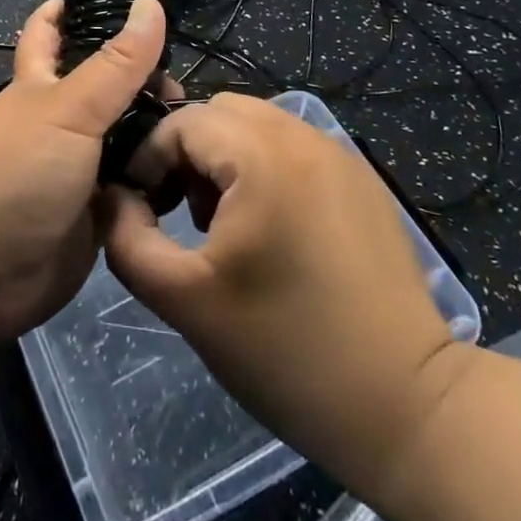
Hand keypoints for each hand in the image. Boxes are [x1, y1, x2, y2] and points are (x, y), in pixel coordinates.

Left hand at [0, 0, 166, 346]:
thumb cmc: (15, 175)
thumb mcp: (68, 110)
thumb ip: (115, 64)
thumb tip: (150, 3)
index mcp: (42, 82)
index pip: (52, 29)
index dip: (76, 6)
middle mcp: (63, 118)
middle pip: (108, 84)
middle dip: (144, 77)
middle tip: (187, 80)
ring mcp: (81, 165)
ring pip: (128, 134)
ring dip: (158, 129)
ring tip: (203, 124)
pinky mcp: (99, 208)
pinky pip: (137, 183)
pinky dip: (159, 176)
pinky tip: (194, 169)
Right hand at [97, 94, 469, 498]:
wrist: (407, 408)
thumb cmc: (286, 351)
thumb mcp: (184, 300)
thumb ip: (128, 239)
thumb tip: (113, 198)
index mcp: (262, 154)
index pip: (181, 121)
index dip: (149, 159)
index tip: (144, 208)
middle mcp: (303, 135)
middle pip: (220, 112)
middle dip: (188, 152)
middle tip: (182, 212)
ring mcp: (340, 153)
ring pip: (258, 125)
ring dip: (226, 158)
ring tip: (222, 224)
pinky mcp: (362, 179)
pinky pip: (294, 147)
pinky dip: (266, 168)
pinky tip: (271, 231)